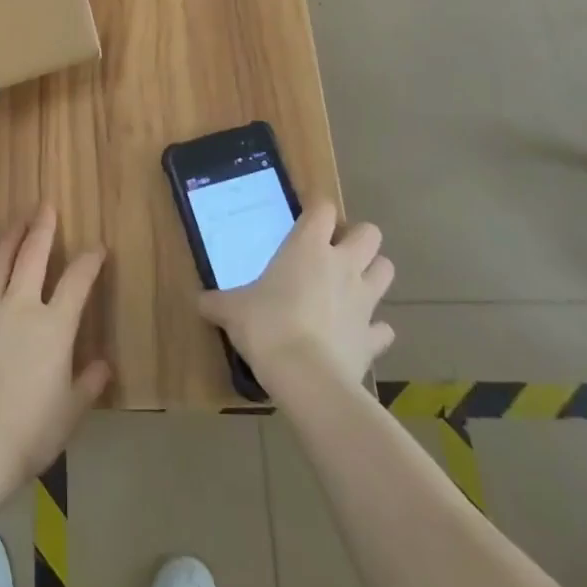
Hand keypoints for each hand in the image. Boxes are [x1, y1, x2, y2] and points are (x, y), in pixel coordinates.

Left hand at [0, 207, 110, 498]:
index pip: (78, 280)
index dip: (90, 260)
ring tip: (17, 223)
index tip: (98, 248)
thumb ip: (88, 384)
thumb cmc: (28, 432)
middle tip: (46, 206)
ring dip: (10, 238)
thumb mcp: (69, 413)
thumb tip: (103, 365)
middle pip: (33, 255)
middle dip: (42, 228)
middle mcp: (20, 306)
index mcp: (54, 325)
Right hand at [197, 203, 394, 395]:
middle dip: (357, 238)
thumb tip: (199, 301)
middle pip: (370, 233)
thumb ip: (217, 302)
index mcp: (308, 247)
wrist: (307, 378)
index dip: (317, 209)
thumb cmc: (267, 326)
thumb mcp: (232, 310)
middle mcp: (342, 265)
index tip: (305, 219)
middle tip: (334, 252)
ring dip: (373, 274)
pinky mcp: (373, 339)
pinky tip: (357, 333)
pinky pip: (383, 328)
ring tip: (351, 285)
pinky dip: (374, 329)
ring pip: (387, 270)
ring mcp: (364, 301)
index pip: (323, 208)